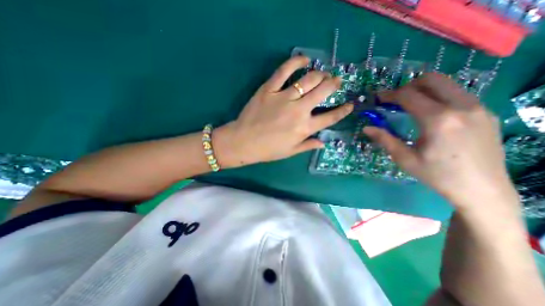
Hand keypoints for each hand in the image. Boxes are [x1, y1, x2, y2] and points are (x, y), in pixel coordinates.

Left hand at [212, 56, 353, 167]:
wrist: (243, 142)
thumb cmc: (268, 150)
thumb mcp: (290, 151)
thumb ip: (308, 145)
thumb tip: (323, 143)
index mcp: (304, 128)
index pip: (330, 118)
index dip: (343, 111)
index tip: (350, 105)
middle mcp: (299, 111)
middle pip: (323, 91)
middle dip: (334, 84)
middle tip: (336, 81)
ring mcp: (284, 97)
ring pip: (308, 79)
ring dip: (320, 74)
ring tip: (322, 74)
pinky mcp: (269, 89)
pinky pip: (284, 70)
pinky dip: (296, 62)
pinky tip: (304, 59)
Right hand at [364, 72, 515, 209]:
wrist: (482, 190)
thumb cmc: (437, 175)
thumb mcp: (404, 159)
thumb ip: (384, 139)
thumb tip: (366, 128)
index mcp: (438, 120)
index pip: (408, 95)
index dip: (389, 94)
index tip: (378, 98)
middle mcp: (461, 107)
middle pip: (431, 79)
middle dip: (407, 86)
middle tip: (395, 100)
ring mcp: (478, 107)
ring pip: (446, 84)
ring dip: (423, 90)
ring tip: (410, 106)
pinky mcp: (486, 112)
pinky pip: (457, 94)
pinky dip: (438, 97)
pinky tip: (430, 114)